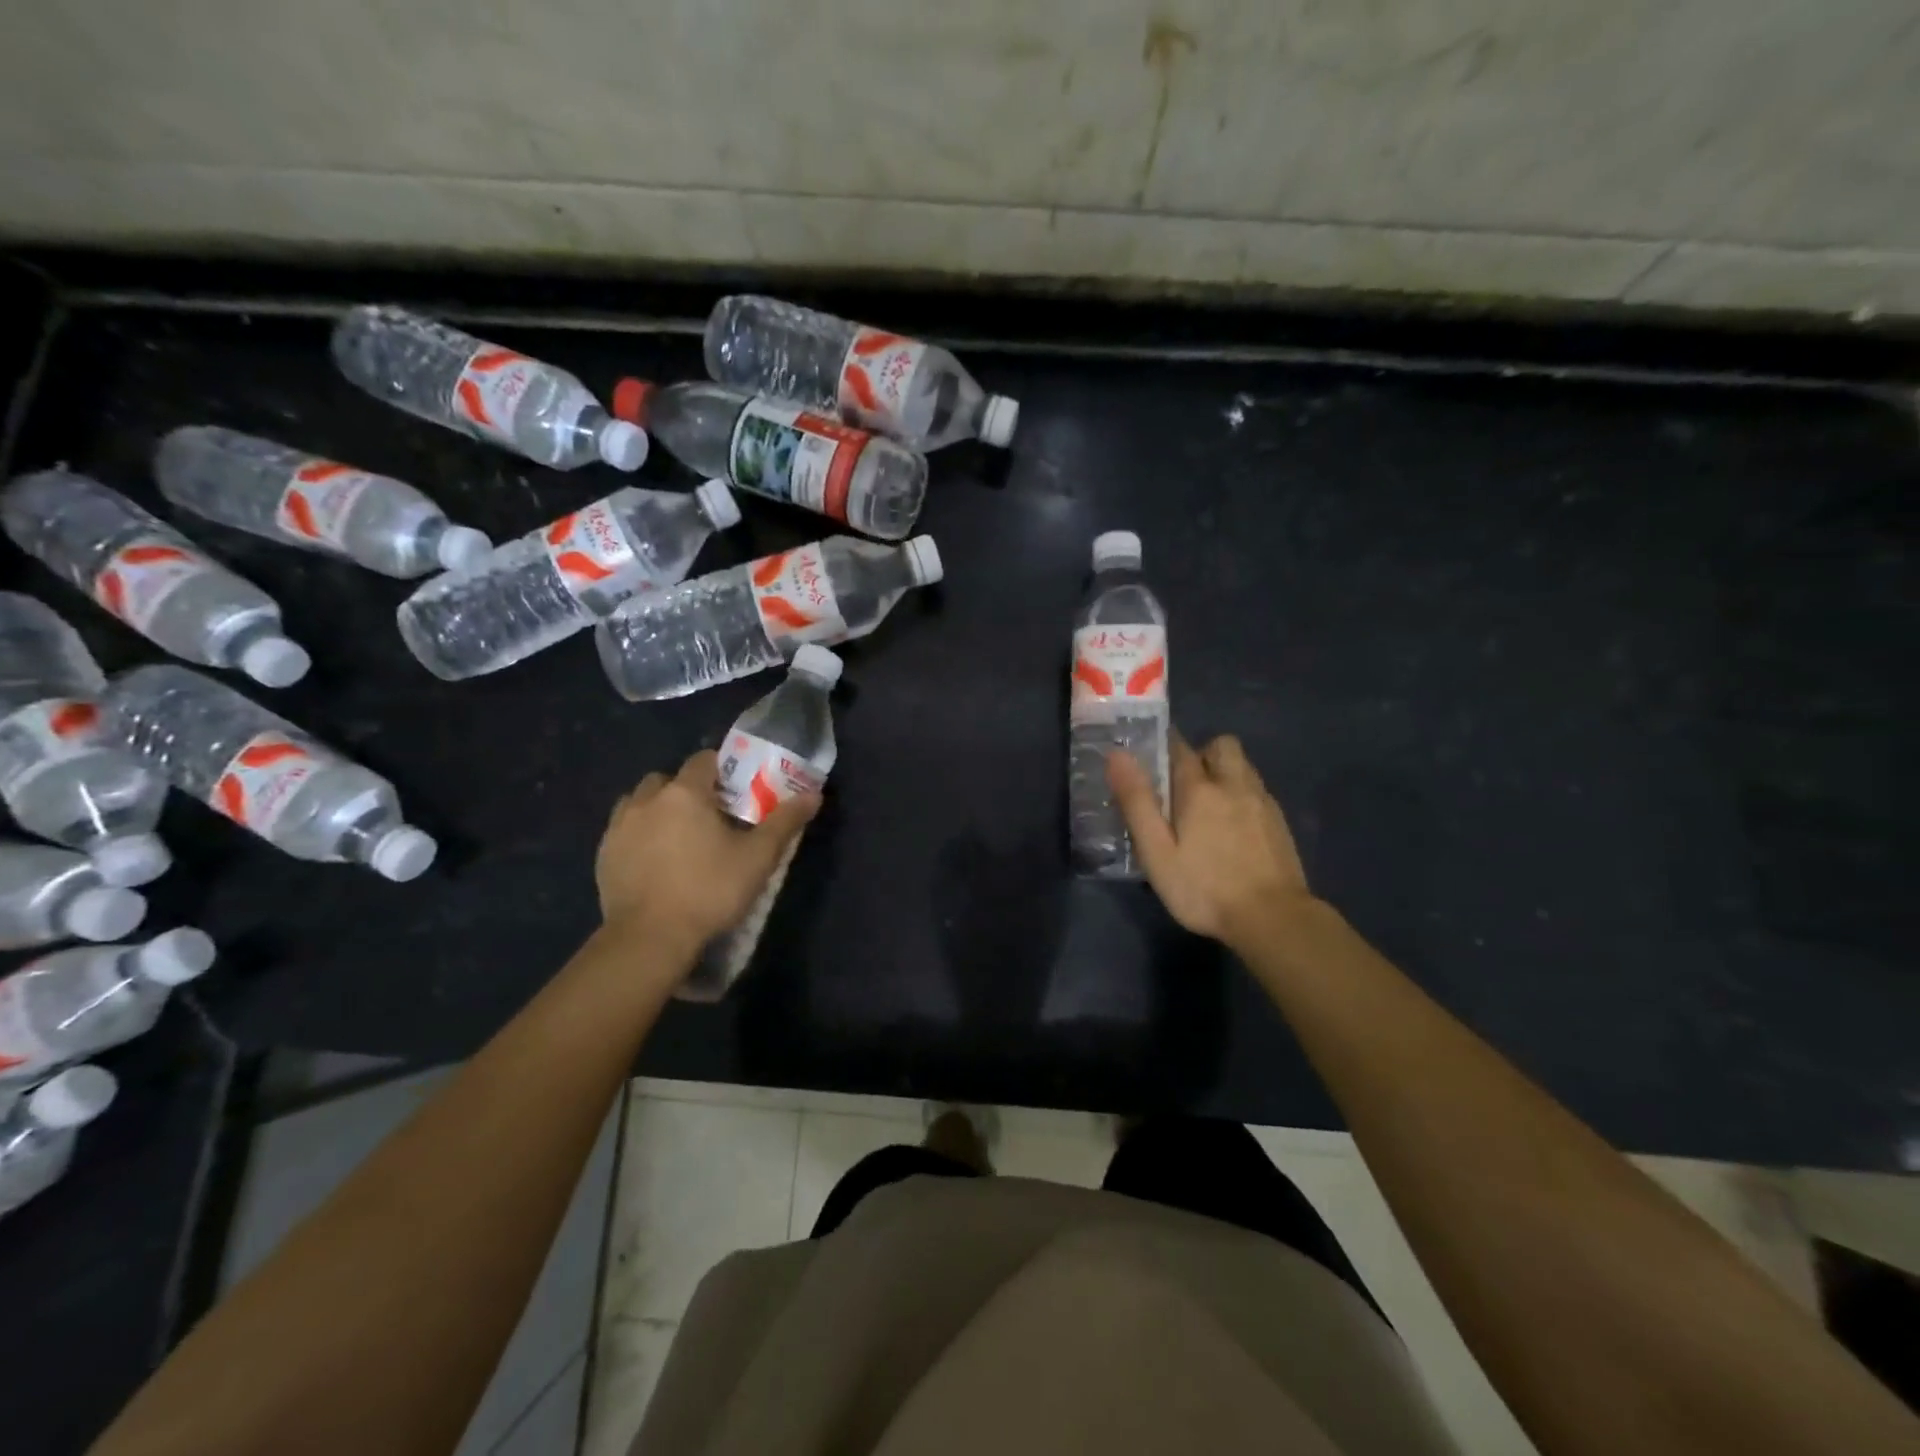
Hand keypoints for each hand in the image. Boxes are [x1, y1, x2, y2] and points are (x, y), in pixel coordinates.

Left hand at [596, 750, 818, 957]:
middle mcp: (647, 800)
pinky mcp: (603, 855)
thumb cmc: (710, 890)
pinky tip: (655, 862)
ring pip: (639, 802)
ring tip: (678, 838)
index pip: (704, 760)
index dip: (723, 770)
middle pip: (668, 779)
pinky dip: (639, 835)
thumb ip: (785, 822)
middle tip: (709, 818)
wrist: (649, 938)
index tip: (737, 792)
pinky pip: (623, 830)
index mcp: (685, 793)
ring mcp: (619, 827)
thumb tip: (814, 795)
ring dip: (658, 810)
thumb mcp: (758, 858)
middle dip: (687, 790)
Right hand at [1107, 734, 1312, 949]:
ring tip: (1207, 806)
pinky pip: (1256, 790)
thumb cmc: (1204, 888)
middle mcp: (1234, 785)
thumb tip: (1117, 754)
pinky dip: (1241, 795)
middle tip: (1183, 784)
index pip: (1179, 747)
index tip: (1149, 757)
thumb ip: (1137, 802)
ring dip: (1224, 772)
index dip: (1163, 745)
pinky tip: (1232, 827)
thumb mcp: (1157, 852)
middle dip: (1202, 753)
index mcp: (1199, 789)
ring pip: (1243, 766)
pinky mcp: (1280, 822)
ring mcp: (1262, 802)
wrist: (1273, 919)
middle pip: (1222, 745)